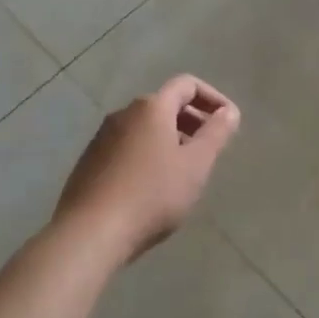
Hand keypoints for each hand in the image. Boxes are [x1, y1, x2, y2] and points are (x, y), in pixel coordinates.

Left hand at [55, 75, 240, 260]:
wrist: (91, 232)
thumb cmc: (152, 195)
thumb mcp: (195, 165)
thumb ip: (216, 134)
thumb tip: (229, 112)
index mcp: (151, 107)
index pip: (187, 85)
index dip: (213, 98)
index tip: (228, 122)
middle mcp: (124, 113)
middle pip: (165, 104)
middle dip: (193, 120)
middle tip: (209, 148)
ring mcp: (102, 137)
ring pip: (145, 127)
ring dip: (170, 139)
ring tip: (184, 171)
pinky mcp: (90, 161)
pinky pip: (127, 147)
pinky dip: (148, 154)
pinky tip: (153, 187)